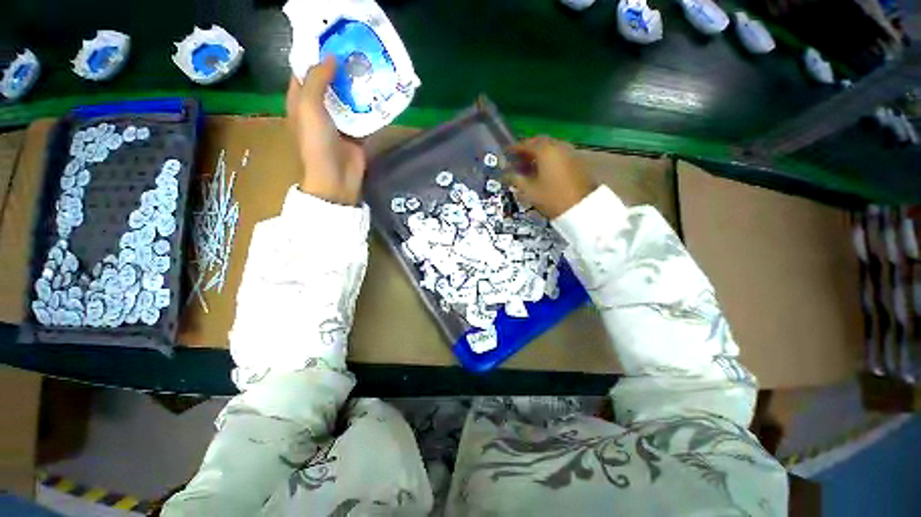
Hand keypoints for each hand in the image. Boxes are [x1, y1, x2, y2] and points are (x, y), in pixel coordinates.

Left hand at [286, 57, 365, 205]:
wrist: (337, 178)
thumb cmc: (317, 143)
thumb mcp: (309, 107)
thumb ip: (317, 80)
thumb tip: (332, 58)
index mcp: (301, 102)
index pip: (304, 72)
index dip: (314, 56)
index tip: (331, 41)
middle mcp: (319, 110)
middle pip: (329, 84)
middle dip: (341, 70)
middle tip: (357, 54)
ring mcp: (339, 123)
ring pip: (348, 99)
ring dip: (357, 87)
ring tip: (371, 69)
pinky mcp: (356, 135)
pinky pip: (363, 117)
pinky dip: (370, 108)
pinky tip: (379, 95)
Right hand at [505, 137, 596, 219]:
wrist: (582, 208)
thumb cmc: (552, 198)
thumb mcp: (529, 190)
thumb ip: (515, 179)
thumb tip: (503, 174)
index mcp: (545, 150)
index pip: (525, 144)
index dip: (513, 149)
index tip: (504, 154)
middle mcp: (558, 146)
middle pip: (539, 143)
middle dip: (526, 150)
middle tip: (516, 160)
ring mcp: (569, 152)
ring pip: (550, 148)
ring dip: (537, 154)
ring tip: (528, 167)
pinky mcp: (577, 160)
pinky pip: (558, 154)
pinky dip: (548, 158)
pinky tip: (542, 170)